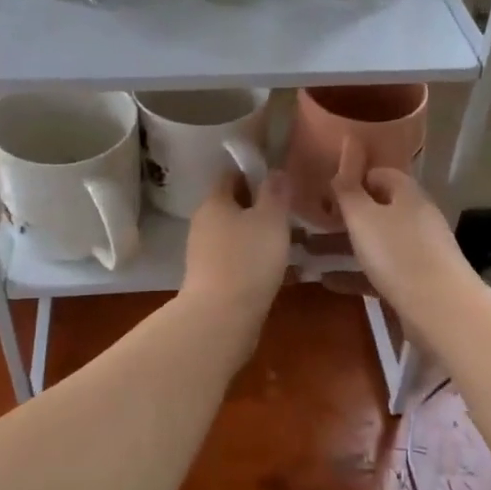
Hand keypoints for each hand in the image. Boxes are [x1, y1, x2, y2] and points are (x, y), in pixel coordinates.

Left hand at [180, 168, 291, 321]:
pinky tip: (273, 269)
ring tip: (286, 241)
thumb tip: (275, 171)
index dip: (253, 172)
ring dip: (256, 234)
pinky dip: (251, 259)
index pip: (230, 174)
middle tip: (288, 211)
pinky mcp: (209, 279)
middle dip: (257, 206)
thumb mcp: (271, 219)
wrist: (220, 318)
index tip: (278, 180)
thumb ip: (275, 192)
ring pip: (233, 233)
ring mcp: (202, 253)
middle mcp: (203, 223)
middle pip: (231, 205)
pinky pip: (234, 258)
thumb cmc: (248, 259)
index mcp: (214, 202)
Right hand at [330, 139, 474, 320]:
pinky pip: (380, 271)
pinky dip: (355, 274)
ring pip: (376, 242)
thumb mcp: (363, 218)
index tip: (325, 191)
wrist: (442, 310)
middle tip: (312, 223)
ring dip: (344, 246)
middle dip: (344, 216)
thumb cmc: (398, 254)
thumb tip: (344, 160)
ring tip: (309, 253)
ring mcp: (419, 251)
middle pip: (377, 209)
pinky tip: (328, 282)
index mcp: (407, 195)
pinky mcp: (416, 281)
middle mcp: (416, 218)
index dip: (353, 179)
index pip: (379, 174)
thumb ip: (348, 190)